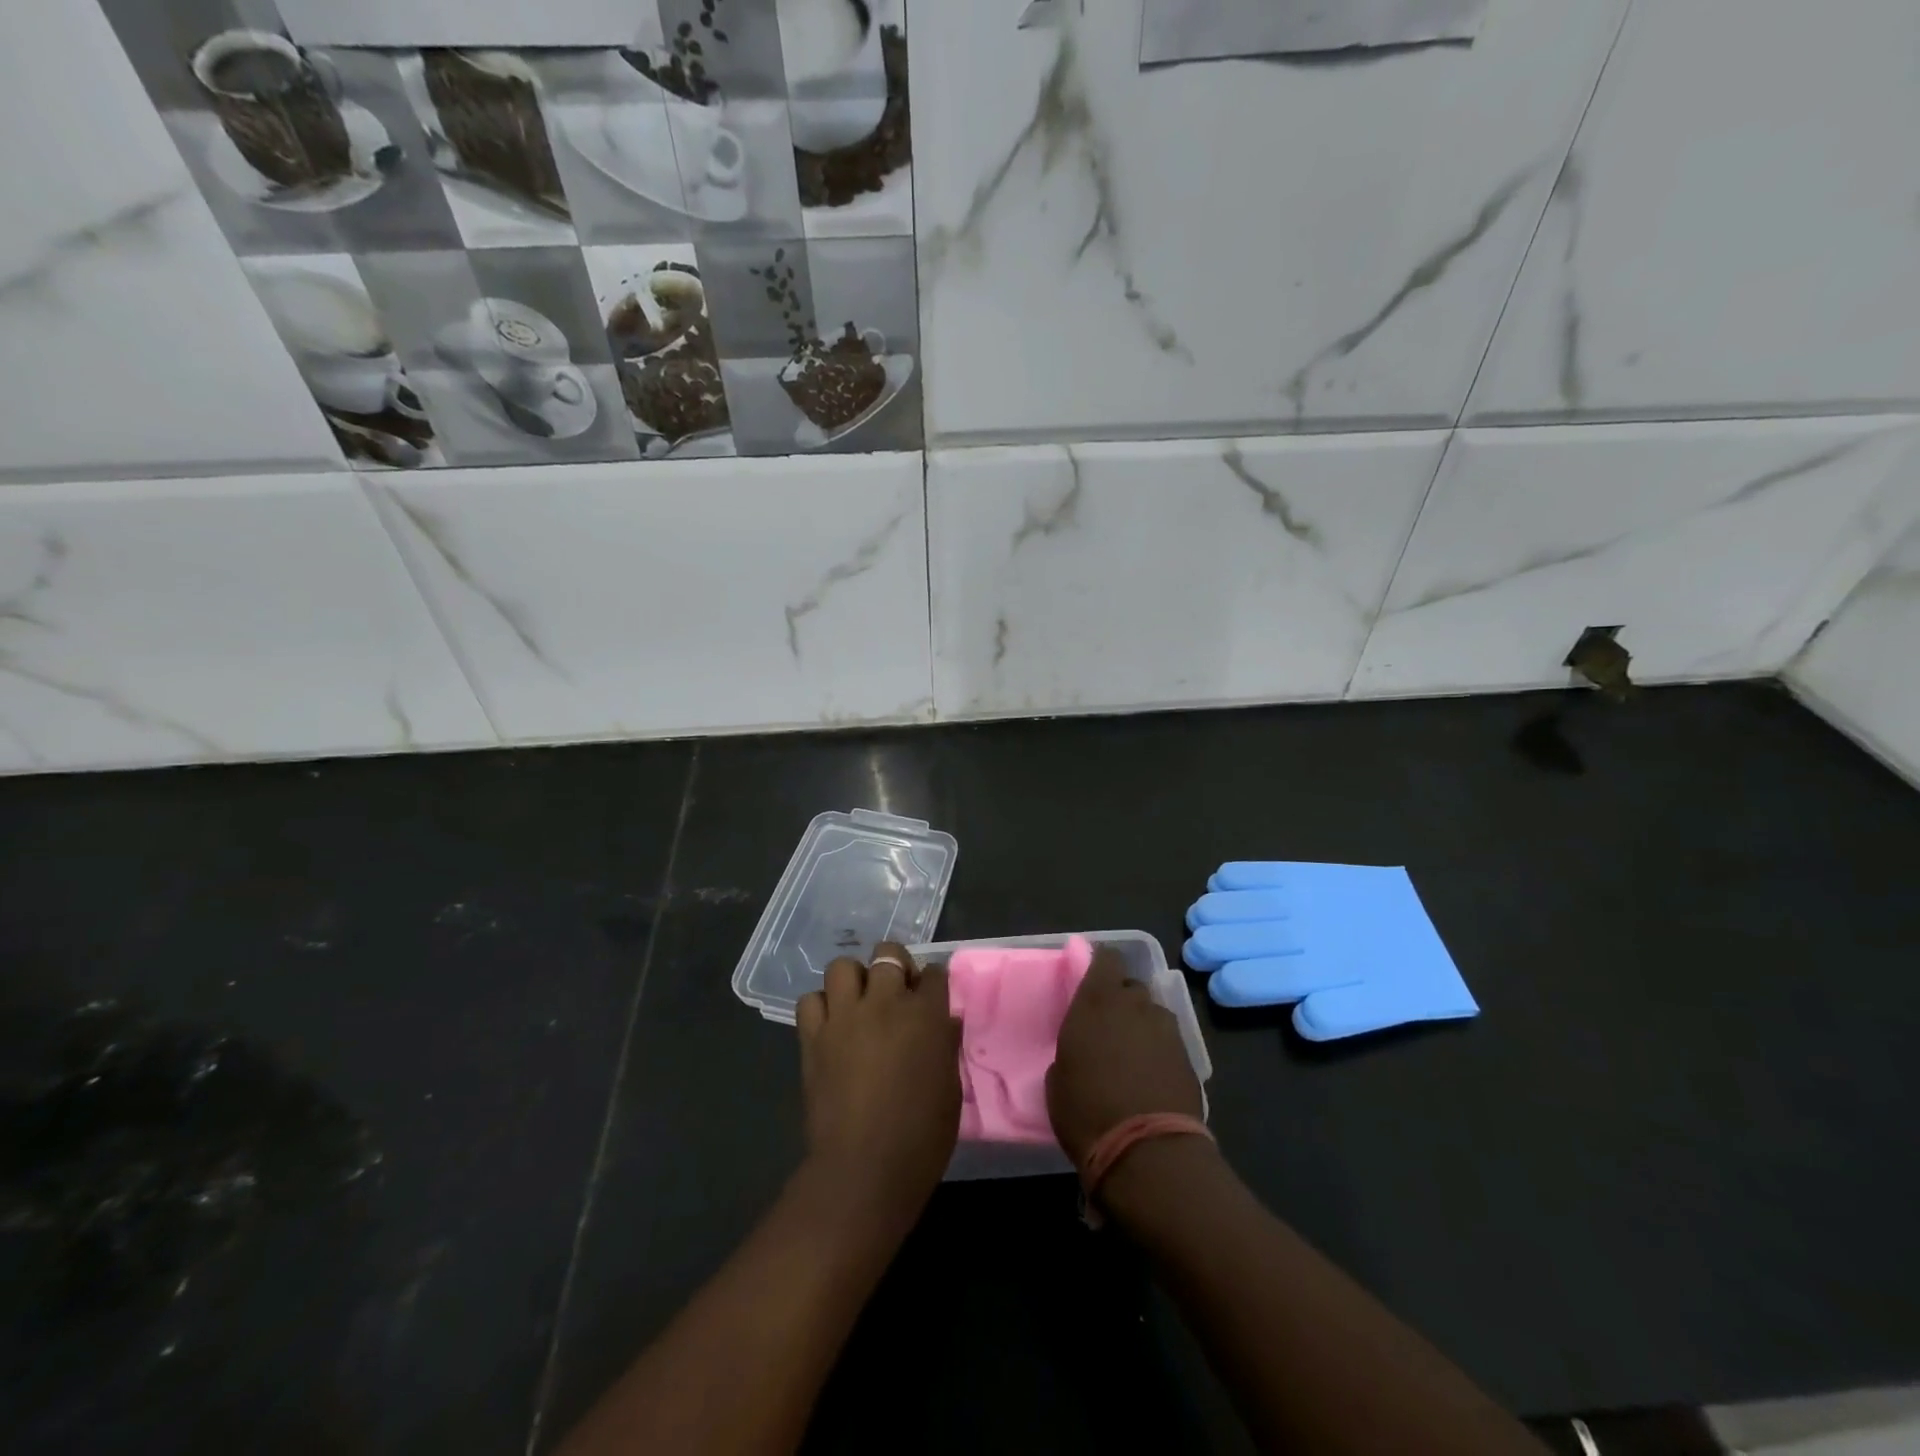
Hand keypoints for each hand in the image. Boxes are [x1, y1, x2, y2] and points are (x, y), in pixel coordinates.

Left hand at [796, 942, 961, 1219]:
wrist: (864, 1169)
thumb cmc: (921, 1136)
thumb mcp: (950, 1088)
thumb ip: (945, 1045)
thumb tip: (944, 1023)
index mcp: (925, 1015)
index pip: (933, 973)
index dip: (932, 981)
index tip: (931, 993)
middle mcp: (884, 1004)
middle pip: (887, 954)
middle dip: (895, 965)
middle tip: (896, 991)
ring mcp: (844, 1017)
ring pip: (842, 966)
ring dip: (854, 979)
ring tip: (859, 1002)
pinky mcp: (813, 1038)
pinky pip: (810, 1001)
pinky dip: (821, 1006)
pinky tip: (831, 1026)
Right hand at [1047, 945, 1203, 1166]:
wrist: (1147, 1152)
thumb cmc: (1086, 1111)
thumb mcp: (1058, 1078)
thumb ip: (1073, 1047)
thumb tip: (1084, 1050)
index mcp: (1097, 1001)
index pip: (1107, 958)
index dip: (1101, 965)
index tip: (1092, 981)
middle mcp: (1134, 1005)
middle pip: (1131, 986)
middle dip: (1122, 1000)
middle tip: (1109, 1026)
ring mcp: (1166, 1030)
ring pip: (1153, 1013)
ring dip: (1143, 1025)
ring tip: (1133, 1055)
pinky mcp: (1189, 1057)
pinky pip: (1169, 1041)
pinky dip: (1160, 1051)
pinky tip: (1151, 1076)